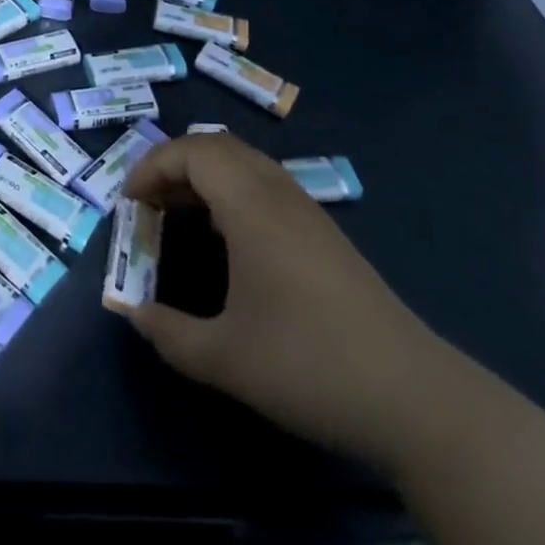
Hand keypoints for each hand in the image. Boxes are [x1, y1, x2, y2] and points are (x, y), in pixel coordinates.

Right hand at [122, 132, 466, 471]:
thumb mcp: (225, 358)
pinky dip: (230, 192)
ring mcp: (307, 211)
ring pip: (244, 163)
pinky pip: (264, 185)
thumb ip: (168, 334)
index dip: (152, 166)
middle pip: (217, 146)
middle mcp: (279, 193)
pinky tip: (225, 239)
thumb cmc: (310, 365)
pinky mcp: (324, 234)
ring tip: (178, 216)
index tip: (129, 203)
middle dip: (173, 164)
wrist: (415, 398)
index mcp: (252, 206)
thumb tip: (132, 313)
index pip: (193, 152)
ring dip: (203, 177)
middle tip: (148, 204)